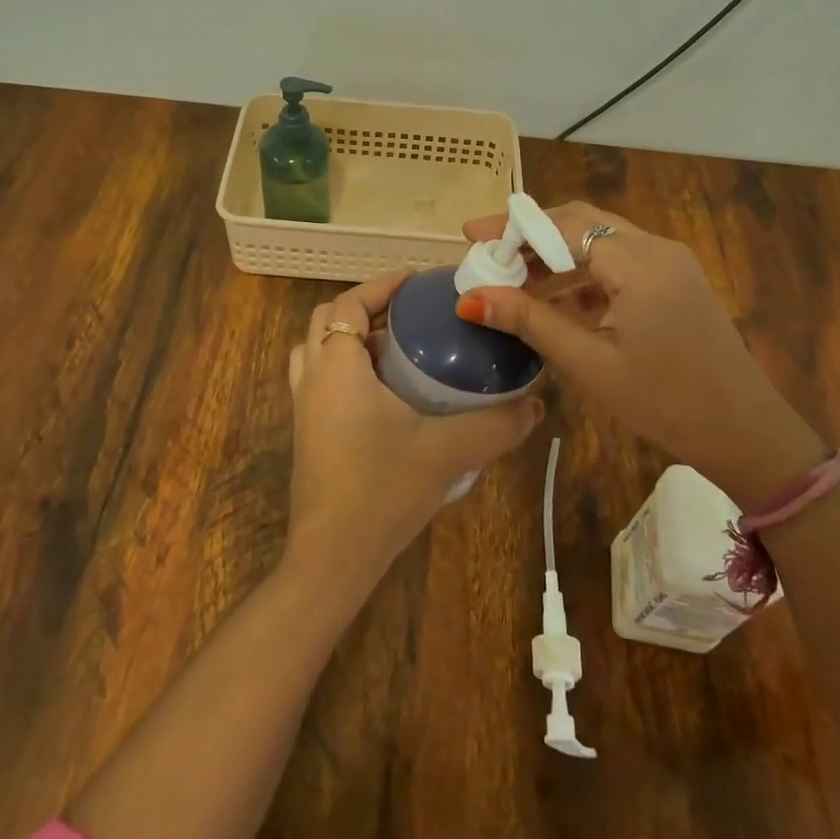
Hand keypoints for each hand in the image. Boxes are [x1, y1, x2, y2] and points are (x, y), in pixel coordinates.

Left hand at [284, 269, 542, 591]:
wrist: (332, 556)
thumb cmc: (383, 490)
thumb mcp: (447, 452)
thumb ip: (496, 426)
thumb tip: (536, 404)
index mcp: (338, 367)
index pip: (348, 305)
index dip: (380, 286)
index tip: (415, 281)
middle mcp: (312, 378)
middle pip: (328, 320)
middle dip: (367, 308)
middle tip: (410, 313)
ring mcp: (303, 406)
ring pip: (317, 350)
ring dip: (351, 338)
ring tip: (395, 346)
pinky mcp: (306, 432)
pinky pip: (319, 379)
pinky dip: (344, 367)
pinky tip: (383, 392)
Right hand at [458, 203, 823, 510]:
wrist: (745, 433)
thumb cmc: (665, 401)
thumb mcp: (590, 362)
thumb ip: (530, 321)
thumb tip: (470, 299)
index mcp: (638, 262)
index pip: (563, 225)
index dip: (512, 228)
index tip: (471, 236)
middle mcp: (656, 249)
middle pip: (581, 223)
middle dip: (531, 236)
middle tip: (488, 255)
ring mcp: (669, 265)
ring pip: (600, 242)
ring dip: (556, 256)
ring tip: (512, 281)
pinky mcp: (674, 284)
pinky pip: (619, 264)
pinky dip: (582, 275)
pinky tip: (556, 302)